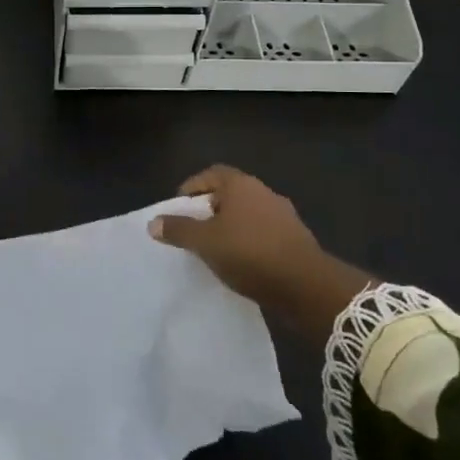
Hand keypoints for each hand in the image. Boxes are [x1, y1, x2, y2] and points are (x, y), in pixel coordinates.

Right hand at [149, 165, 373, 345]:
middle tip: (193, 229)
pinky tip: (240, 262)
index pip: (211, 174)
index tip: (178, 208)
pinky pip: (263, 233)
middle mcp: (264, 192)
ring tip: (214, 248)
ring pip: (247, 214)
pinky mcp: (295, 239)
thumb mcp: (205, 242)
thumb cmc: (249, 253)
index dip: (192, 187)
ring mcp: (284, 215)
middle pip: (229, 193)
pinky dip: (248, 241)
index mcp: (241, 185)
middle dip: (209, 209)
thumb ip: (178, 230)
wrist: (306, 285)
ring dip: (230, 227)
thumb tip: (153, 222)